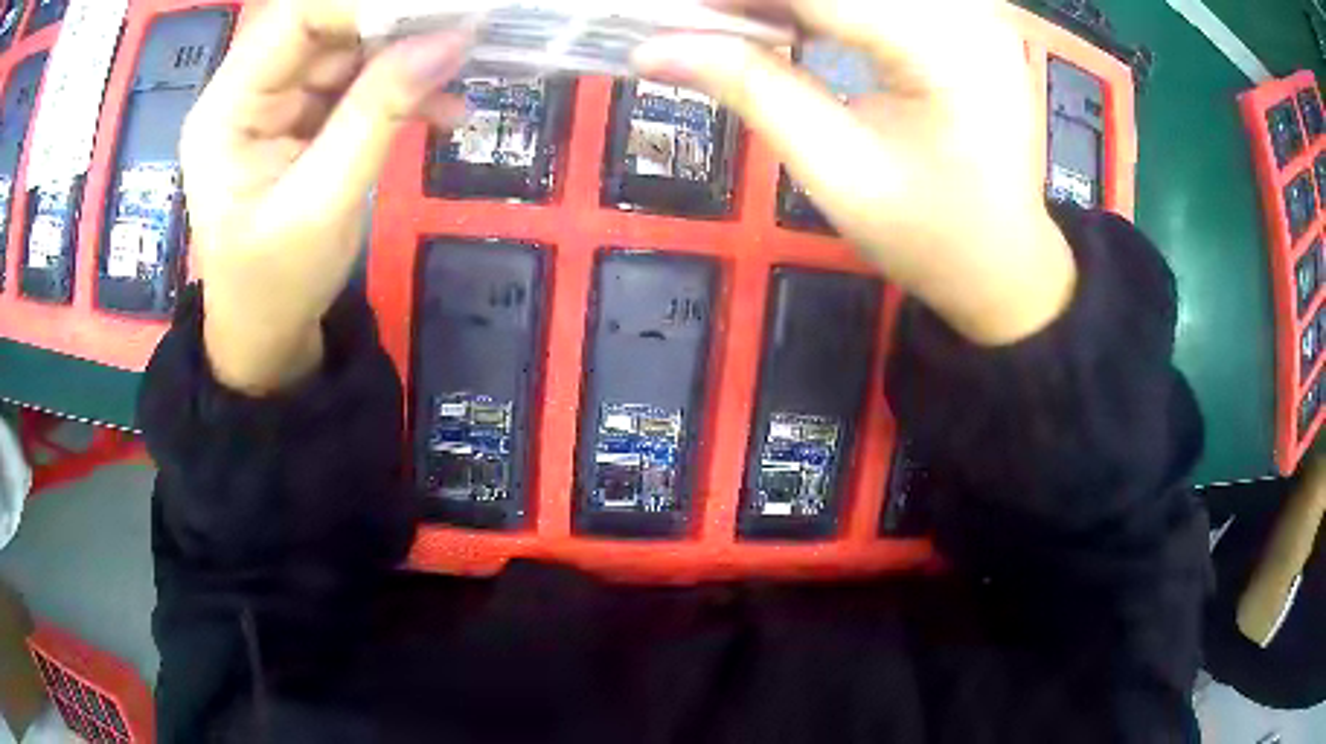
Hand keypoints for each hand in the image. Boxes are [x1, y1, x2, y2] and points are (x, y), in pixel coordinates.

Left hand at [180, 0, 469, 394]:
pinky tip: (444, 111)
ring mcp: (276, 104)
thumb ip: (378, 114)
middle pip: (323, 26)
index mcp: (226, 109)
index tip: (436, 14)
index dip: (362, 5)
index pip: (295, 18)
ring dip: (407, 60)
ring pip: (348, 50)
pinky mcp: (304, 120)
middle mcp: (247, 92)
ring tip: (460, 76)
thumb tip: (449, 41)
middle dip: (394, 26)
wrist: (264, 336)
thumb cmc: (275, 284)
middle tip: (463, 32)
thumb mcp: (323, 202)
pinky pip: (358, 83)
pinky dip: (404, 91)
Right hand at [634, 0, 1075, 344]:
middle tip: (703, 24)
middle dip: (764, 0)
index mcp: (945, 49)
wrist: (1004, 264)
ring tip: (738, 25)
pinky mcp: (964, 20)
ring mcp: (971, 12)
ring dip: (792, 3)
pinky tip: (791, 23)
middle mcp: (967, 12)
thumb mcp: (835, 169)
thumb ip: (752, 88)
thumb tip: (654, 48)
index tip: (674, 14)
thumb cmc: (929, 235)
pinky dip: (824, 7)